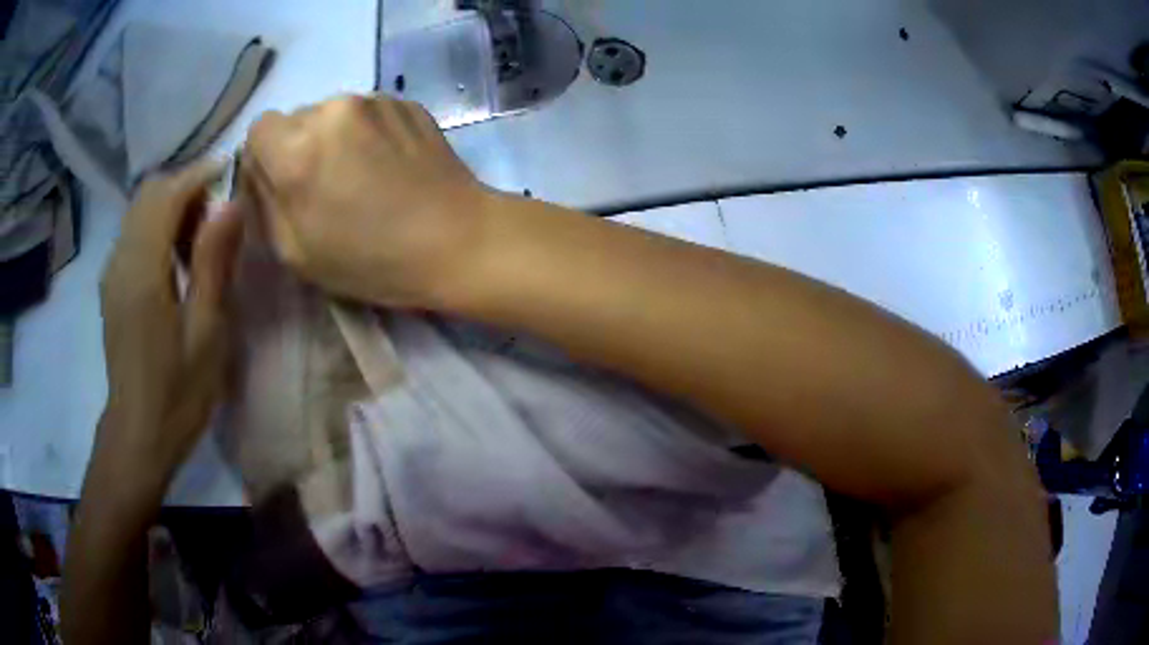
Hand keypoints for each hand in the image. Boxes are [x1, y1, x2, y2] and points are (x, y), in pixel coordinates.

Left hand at [96, 162, 243, 490]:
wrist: (138, 435)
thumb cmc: (177, 393)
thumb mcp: (205, 332)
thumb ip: (213, 263)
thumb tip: (231, 204)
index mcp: (143, 269)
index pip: (167, 194)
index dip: (199, 175)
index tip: (230, 174)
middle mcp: (121, 259)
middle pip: (149, 193)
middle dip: (185, 190)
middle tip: (214, 222)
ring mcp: (112, 272)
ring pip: (139, 211)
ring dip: (171, 209)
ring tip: (197, 246)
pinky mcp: (112, 286)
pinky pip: (133, 235)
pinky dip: (157, 229)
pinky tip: (174, 265)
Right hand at [243, 95, 492, 307]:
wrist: (457, 239)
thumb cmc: (371, 260)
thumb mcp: (295, 250)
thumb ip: (264, 201)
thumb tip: (255, 169)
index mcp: (297, 151)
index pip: (258, 129)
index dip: (264, 157)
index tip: (281, 183)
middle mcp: (332, 111)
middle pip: (295, 119)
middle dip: (298, 148)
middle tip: (325, 186)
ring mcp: (374, 100)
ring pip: (331, 114)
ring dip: (333, 138)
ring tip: (361, 176)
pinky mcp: (405, 101)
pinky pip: (366, 112)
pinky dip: (366, 133)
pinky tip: (388, 165)